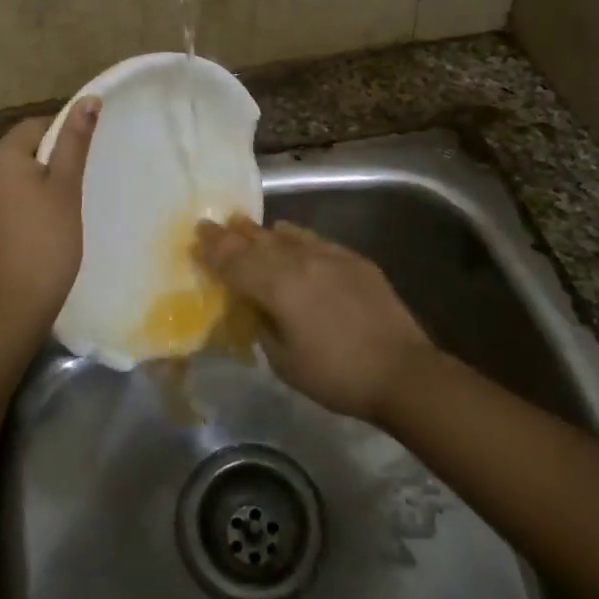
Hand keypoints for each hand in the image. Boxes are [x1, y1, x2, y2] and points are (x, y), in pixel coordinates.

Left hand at [0, 97, 99, 343]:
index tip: (82, 163)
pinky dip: (18, 210)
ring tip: (58, 213)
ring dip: (32, 188)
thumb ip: (74, 142)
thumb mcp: (66, 188)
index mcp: (0, 156)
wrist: (8, 308)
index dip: (63, 137)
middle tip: (75, 189)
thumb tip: (88, 99)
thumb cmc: (45, 241)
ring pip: (9, 181)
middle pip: (19, 153)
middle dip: (47, 164)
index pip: (35, 127)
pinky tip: (35, 233)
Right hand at [193, 217, 436, 422]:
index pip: (236, 263)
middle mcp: (299, 261)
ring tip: (243, 225)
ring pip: (285, 236)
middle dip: (231, 235)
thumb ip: (264, 327)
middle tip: (211, 224)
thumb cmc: (336, 375)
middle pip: (257, 242)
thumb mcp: (285, 362)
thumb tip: (257, 308)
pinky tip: (288, 234)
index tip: (196, 237)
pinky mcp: (352, 259)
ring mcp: (329, 256)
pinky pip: (313, 240)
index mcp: (278, 286)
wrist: (402, 370)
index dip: (214, 251)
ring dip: (261, 232)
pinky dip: (295, 236)